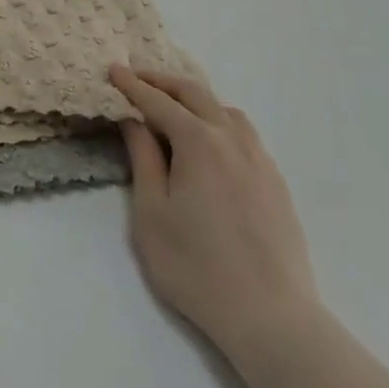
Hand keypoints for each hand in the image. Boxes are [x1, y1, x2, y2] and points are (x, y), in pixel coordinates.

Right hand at [111, 64, 321, 375]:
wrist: (271, 317)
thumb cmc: (197, 267)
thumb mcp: (151, 213)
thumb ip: (143, 159)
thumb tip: (134, 120)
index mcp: (198, 141)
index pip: (158, 102)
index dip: (132, 85)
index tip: (113, 70)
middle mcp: (231, 138)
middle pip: (195, 94)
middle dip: (163, 82)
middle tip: (137, 79)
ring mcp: (259, 158)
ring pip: (224, 110)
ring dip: (195, 99)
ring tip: (174, 109)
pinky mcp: (275, 181)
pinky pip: (244, 133)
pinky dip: (219, 121)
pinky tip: (212, 143)